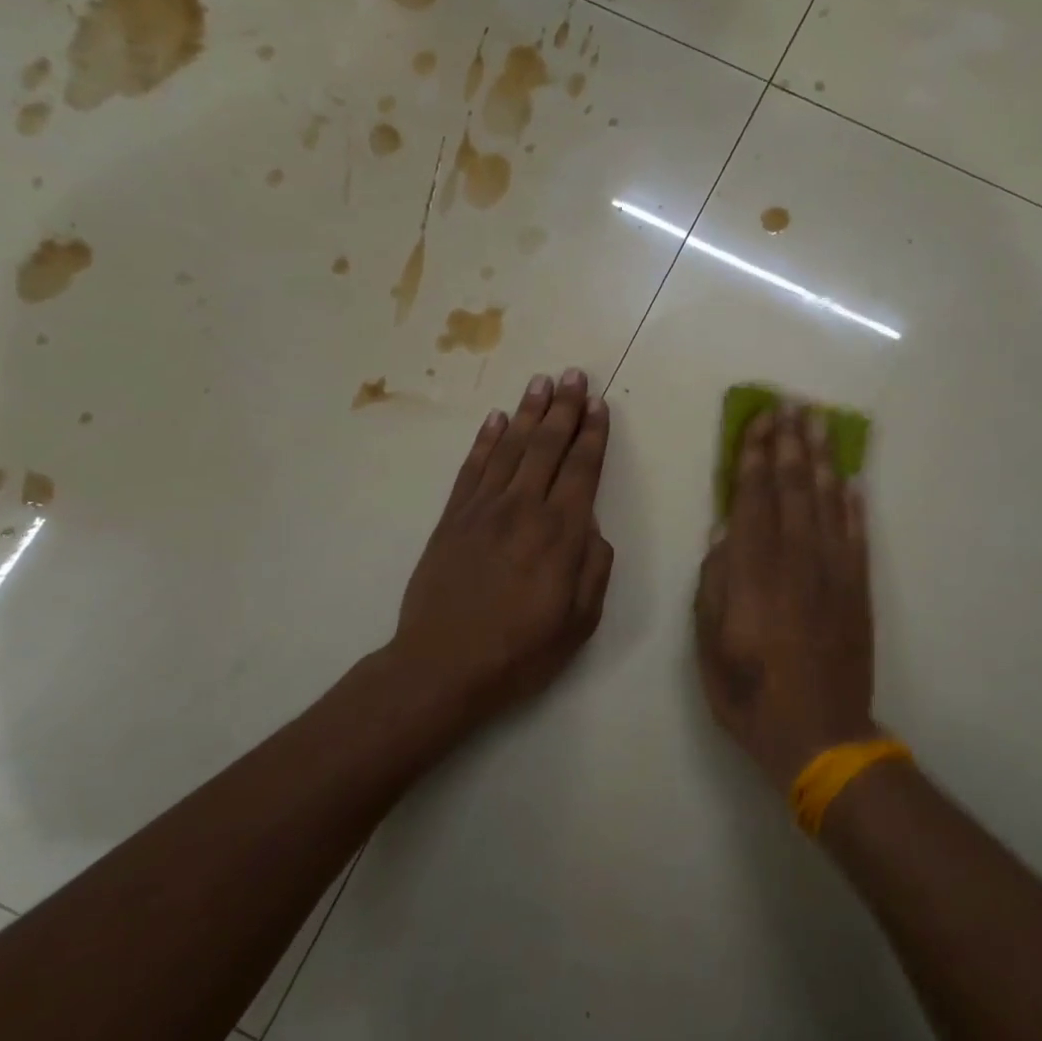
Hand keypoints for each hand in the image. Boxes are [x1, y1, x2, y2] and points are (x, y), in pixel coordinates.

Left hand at [391, 369, 614, 722]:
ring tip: (542, 382)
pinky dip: (485, 440)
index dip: (593, 435)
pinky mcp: (452, 518)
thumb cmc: (520, 650)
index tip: (599, 405)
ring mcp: (483, 509)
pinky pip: (472, 468)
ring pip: (510, 448)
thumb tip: (593, 528)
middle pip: (548, 447)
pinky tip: (497, 419)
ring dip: (528, 412)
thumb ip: (594, 568)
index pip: (582, 470)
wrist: (442, 665)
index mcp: (560, 533)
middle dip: (565, 409)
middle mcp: (523, 508)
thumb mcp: (579, 621)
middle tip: (574, 375)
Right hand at [695, 404, 878, 788]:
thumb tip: (724, 531)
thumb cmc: (749, 692)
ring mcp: (833, 573)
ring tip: (819, 424)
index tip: (758, 423)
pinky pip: (857, 536)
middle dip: (789, 445)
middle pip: (793, 490)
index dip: (755, 458)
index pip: (754, 500)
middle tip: (790, 406)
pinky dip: (854, 505)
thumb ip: (714, 582)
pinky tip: (851, 480)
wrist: (818, 733)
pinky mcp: (858, 590)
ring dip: (822, 460)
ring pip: (828, 503)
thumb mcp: (709, 642)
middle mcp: (795, 560)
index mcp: (753, 572)